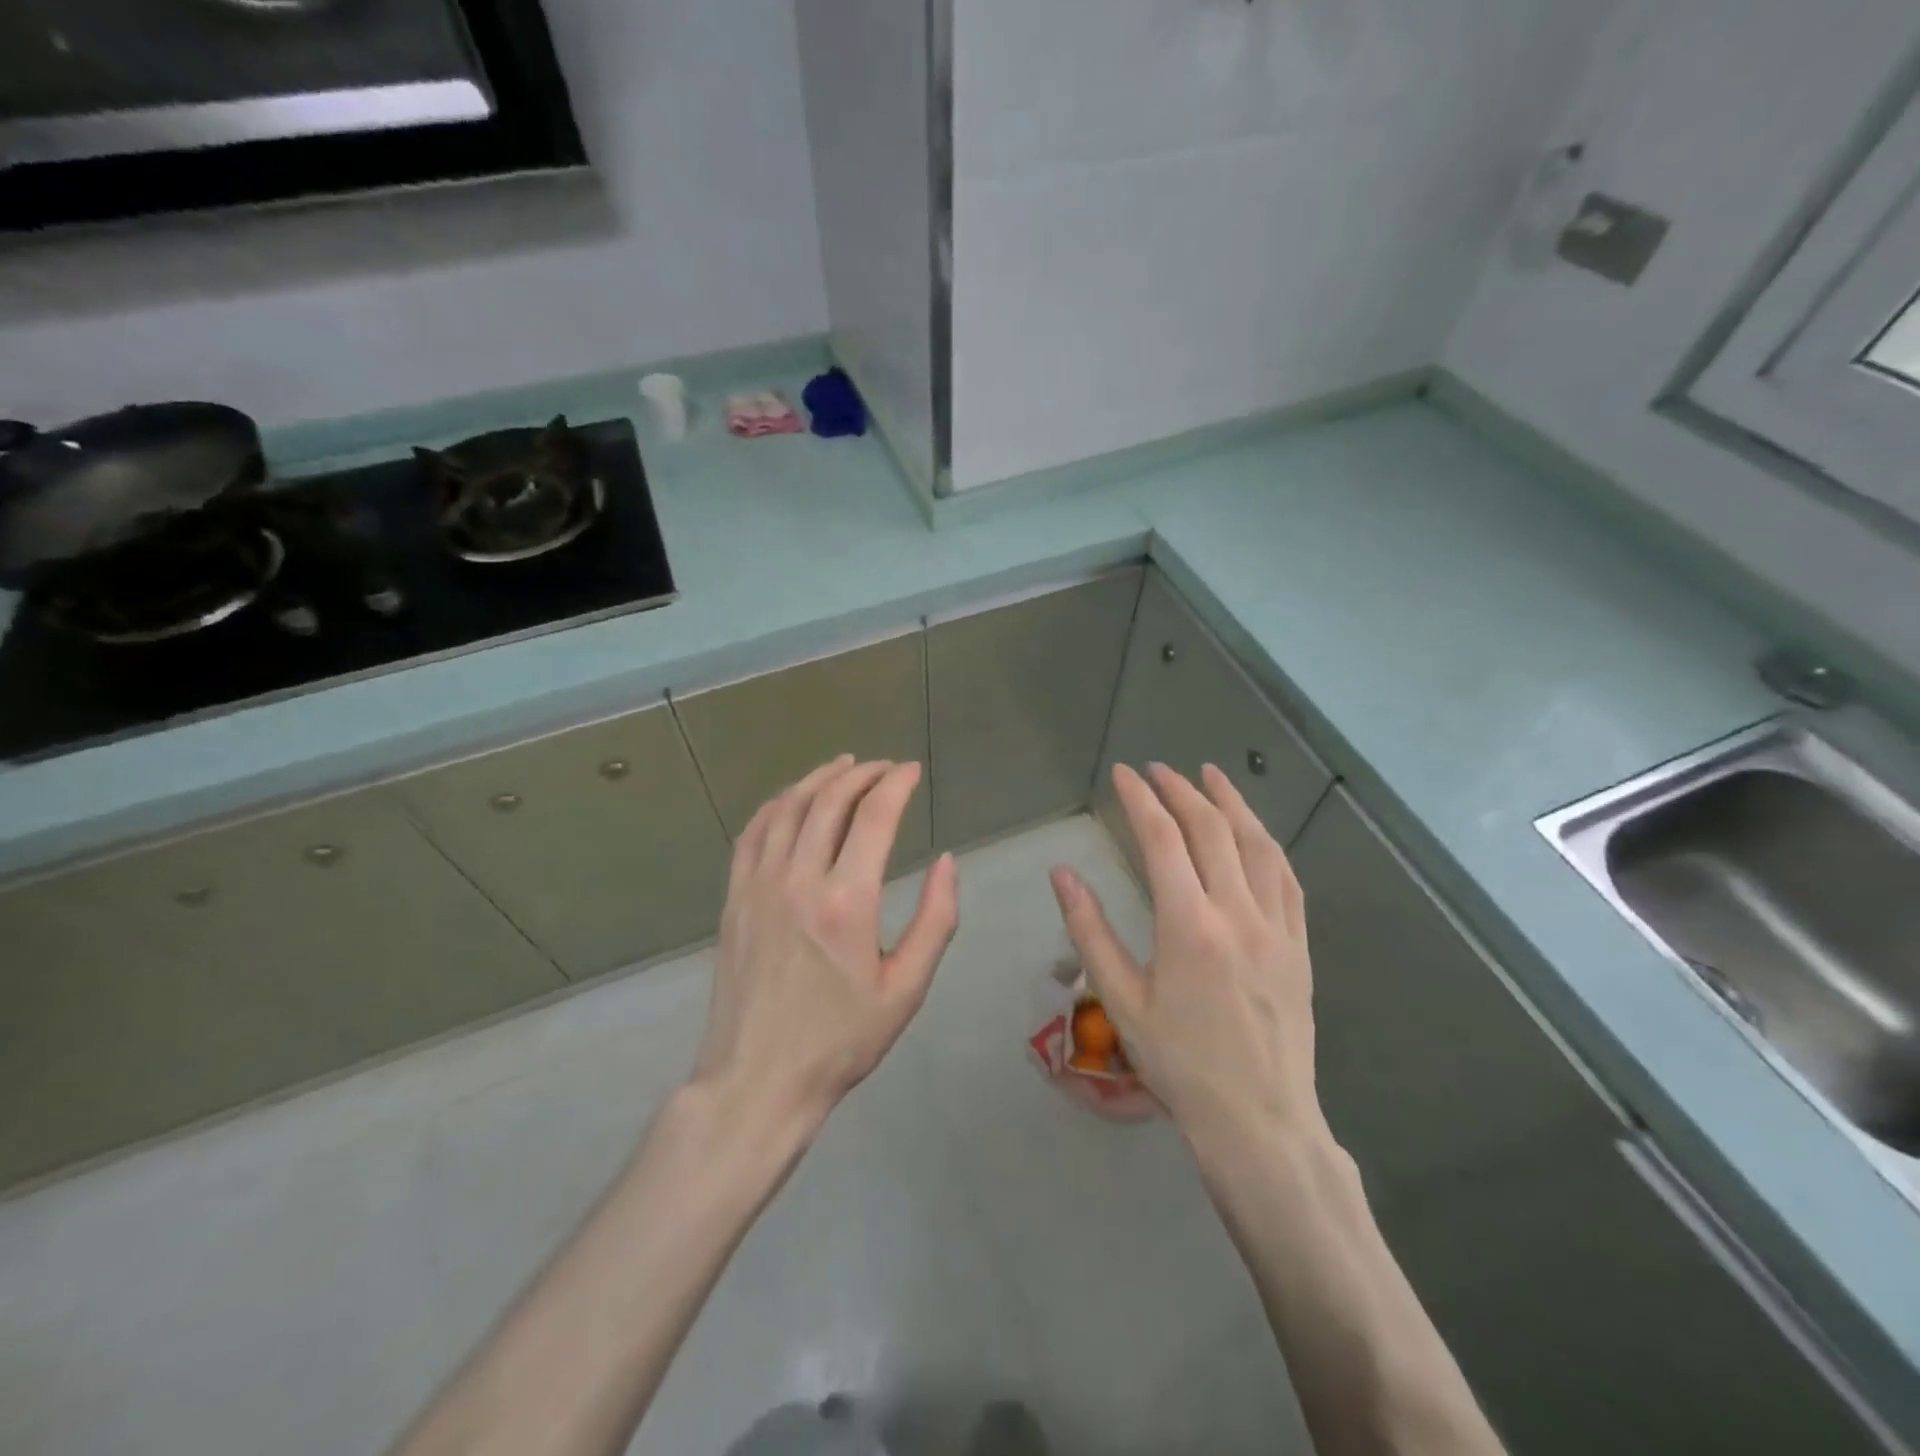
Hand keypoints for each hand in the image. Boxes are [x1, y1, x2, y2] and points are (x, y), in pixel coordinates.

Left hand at [693, 756, 958, 1130]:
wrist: (759, 1079)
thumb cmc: (841, 1039)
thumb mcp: (907, 989)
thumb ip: (935, 920)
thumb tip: (947, 861)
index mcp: (847, 902)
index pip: (874, 816)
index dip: (896, 783)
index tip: (912, 771)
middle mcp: (798, 880)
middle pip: (830, 801)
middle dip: (863, 774)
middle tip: (886, 768)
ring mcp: (758, 885)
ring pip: (788, 808)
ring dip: (819, 779)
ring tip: (844, 766)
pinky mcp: (734, 898)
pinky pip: (753, 832)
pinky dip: (777, 804)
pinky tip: (792, 799)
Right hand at [1050, 763, 1322, 1150]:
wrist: (1258, 1120)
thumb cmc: (1180, 1064)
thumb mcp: (1122, 1000)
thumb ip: (1089, 931)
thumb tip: (1063, 873)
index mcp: (1189, 926)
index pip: (1162, 839)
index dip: (1141, 799)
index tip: (1124, 774)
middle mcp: (1238, 914)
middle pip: (1211, 830)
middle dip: (1181, 791)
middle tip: (1158, 770)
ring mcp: (1277, 927)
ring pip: (1256, 845)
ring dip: (1232, 803)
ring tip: (1211, 775)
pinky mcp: (1299, 945)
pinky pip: (1286, 878)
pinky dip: (1266, 843)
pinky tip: (1254, 832)